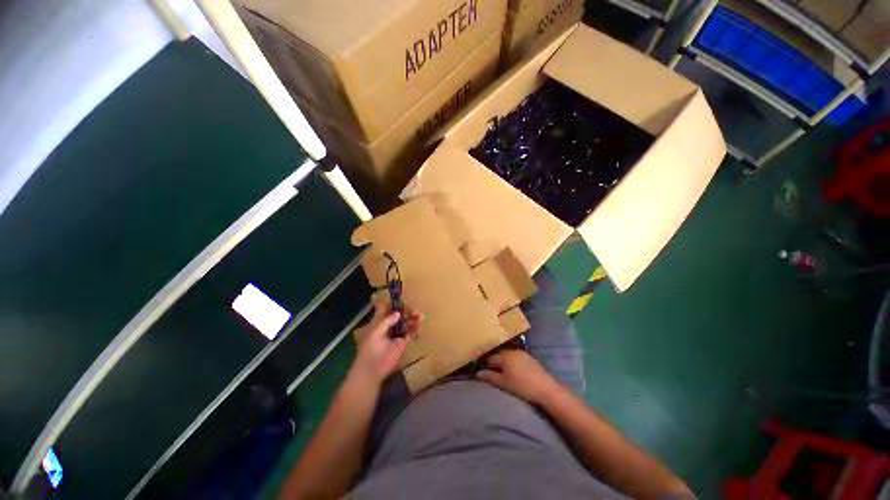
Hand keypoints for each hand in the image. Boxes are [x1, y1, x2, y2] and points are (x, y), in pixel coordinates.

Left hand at [351, 297, 419, 384]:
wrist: (372, 370)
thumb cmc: (369, 350)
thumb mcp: (375, 333)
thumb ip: (386, 321)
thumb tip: (398, 313)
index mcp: (379, 321)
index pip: (387, 308)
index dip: (394, 303)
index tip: (403, 301)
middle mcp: (389, 325)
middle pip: (400, 314)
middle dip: (407, 310)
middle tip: (414, 311)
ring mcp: (396, 334)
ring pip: (407, 322)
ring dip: (413, 319)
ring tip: (420, 317)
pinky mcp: (403, 343)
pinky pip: (411, 333)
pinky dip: (416, 330)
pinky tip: (419, 328)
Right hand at [477, 350, 559, 404]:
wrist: (545, 389)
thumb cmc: (522, 387)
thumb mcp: (504, 384)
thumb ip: (490, 377)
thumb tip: (478, 373)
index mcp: (504, 356)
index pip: (490, 358)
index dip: (485, 364)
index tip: (482, 369)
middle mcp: (512, 351)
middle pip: (499, 355)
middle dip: (494, 361)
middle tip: (491, 370)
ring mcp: (522, 353)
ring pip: (508, 355)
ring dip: (504, 361)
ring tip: (502, 371)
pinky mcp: (530, 358)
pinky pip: (516, 357)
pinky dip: (512, 362)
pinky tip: (514, 370)